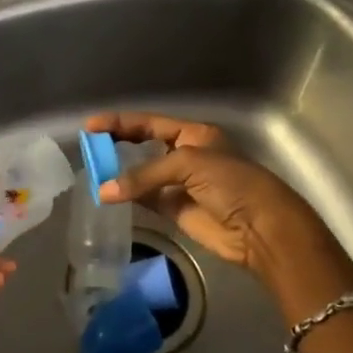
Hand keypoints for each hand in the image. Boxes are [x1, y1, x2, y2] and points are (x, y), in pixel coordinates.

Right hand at [85, 112, 346, 291]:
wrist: (263, 229)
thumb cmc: (232, 183)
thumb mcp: (189, 165)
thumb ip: (145, 175)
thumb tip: (105, 191)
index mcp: (194, 134)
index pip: (150, 123)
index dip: (120, 123)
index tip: (91, 125)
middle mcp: (186, 155)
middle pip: (144, 145)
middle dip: (117, 144)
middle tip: (89, 147)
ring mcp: (181, 184)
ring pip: (143, 174)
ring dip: (120, 173)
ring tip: (92, 170)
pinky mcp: (177, 210)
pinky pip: (147, 199)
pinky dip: (129, 196)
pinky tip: (109, 193)